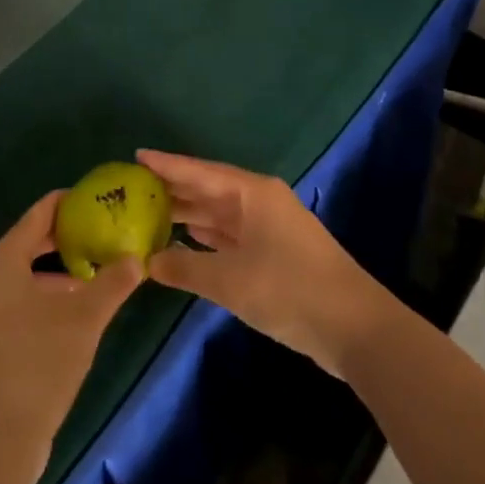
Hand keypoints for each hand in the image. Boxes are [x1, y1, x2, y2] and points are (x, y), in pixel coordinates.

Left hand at [0, 190, 143, 454]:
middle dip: (68, 235)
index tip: (101, 199)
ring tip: (97, 269)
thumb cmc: (40, 362)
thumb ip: (114, 281)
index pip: (40, 213)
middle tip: (105, 230)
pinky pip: (18, 296)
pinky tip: (75, 308)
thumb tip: (138, 257)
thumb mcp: (86, 317)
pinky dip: (46, 291)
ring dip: (59, 267)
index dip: (71, 202)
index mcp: (3, 259)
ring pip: (25, 271)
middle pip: (31, 240)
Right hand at [139, 150, 387, 377]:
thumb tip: (146, 262)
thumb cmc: (289, 290)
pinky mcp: (273, 254)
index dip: (166, 165)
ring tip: (147, 214)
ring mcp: (268, 228)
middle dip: (172, 190)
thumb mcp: (229, 280)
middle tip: (130, 190)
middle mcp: (259, 202)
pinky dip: (204, 238)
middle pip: (207, 190)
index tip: (135, 156)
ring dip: (186, 215)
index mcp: (251, 193)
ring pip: (218, 214)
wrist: (353, 327)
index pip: (199, 171)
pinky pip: (228, 236)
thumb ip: (184, 267)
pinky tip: (181, 241)